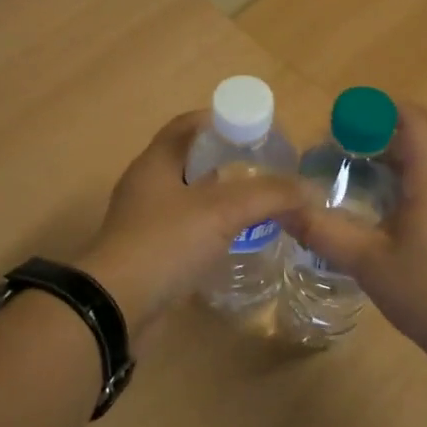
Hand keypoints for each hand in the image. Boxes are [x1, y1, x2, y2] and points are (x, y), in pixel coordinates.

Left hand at [77, 111, 302, 335]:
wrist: (117, 307)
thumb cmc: (165, 243)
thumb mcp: (222, 211)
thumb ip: (268, 195)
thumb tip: (309, 189)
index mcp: (155, 162)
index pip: (188, 124)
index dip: (222, 120)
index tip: (257, 131)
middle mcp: (147, 185)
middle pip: (191, 159)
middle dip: (227, 160)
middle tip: (265, 169)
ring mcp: (144, 220)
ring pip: (189, 196)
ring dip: (220, 196)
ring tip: (257, 204)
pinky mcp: (149, 252)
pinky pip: (185, 228)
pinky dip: (210, 227)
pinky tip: (235, 238)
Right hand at [281, 101, 426, 371]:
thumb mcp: (367, 262)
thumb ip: (324, 233)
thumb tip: (283, 209)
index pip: (411, 119)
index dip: (376, 109)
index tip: (340, 122)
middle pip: (405, 142)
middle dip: (364, 141)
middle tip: (324, 157)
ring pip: (408, 170)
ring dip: (372, 169)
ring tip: (334, 184)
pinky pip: (413, 194)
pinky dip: (384, 193)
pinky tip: (359, 217)